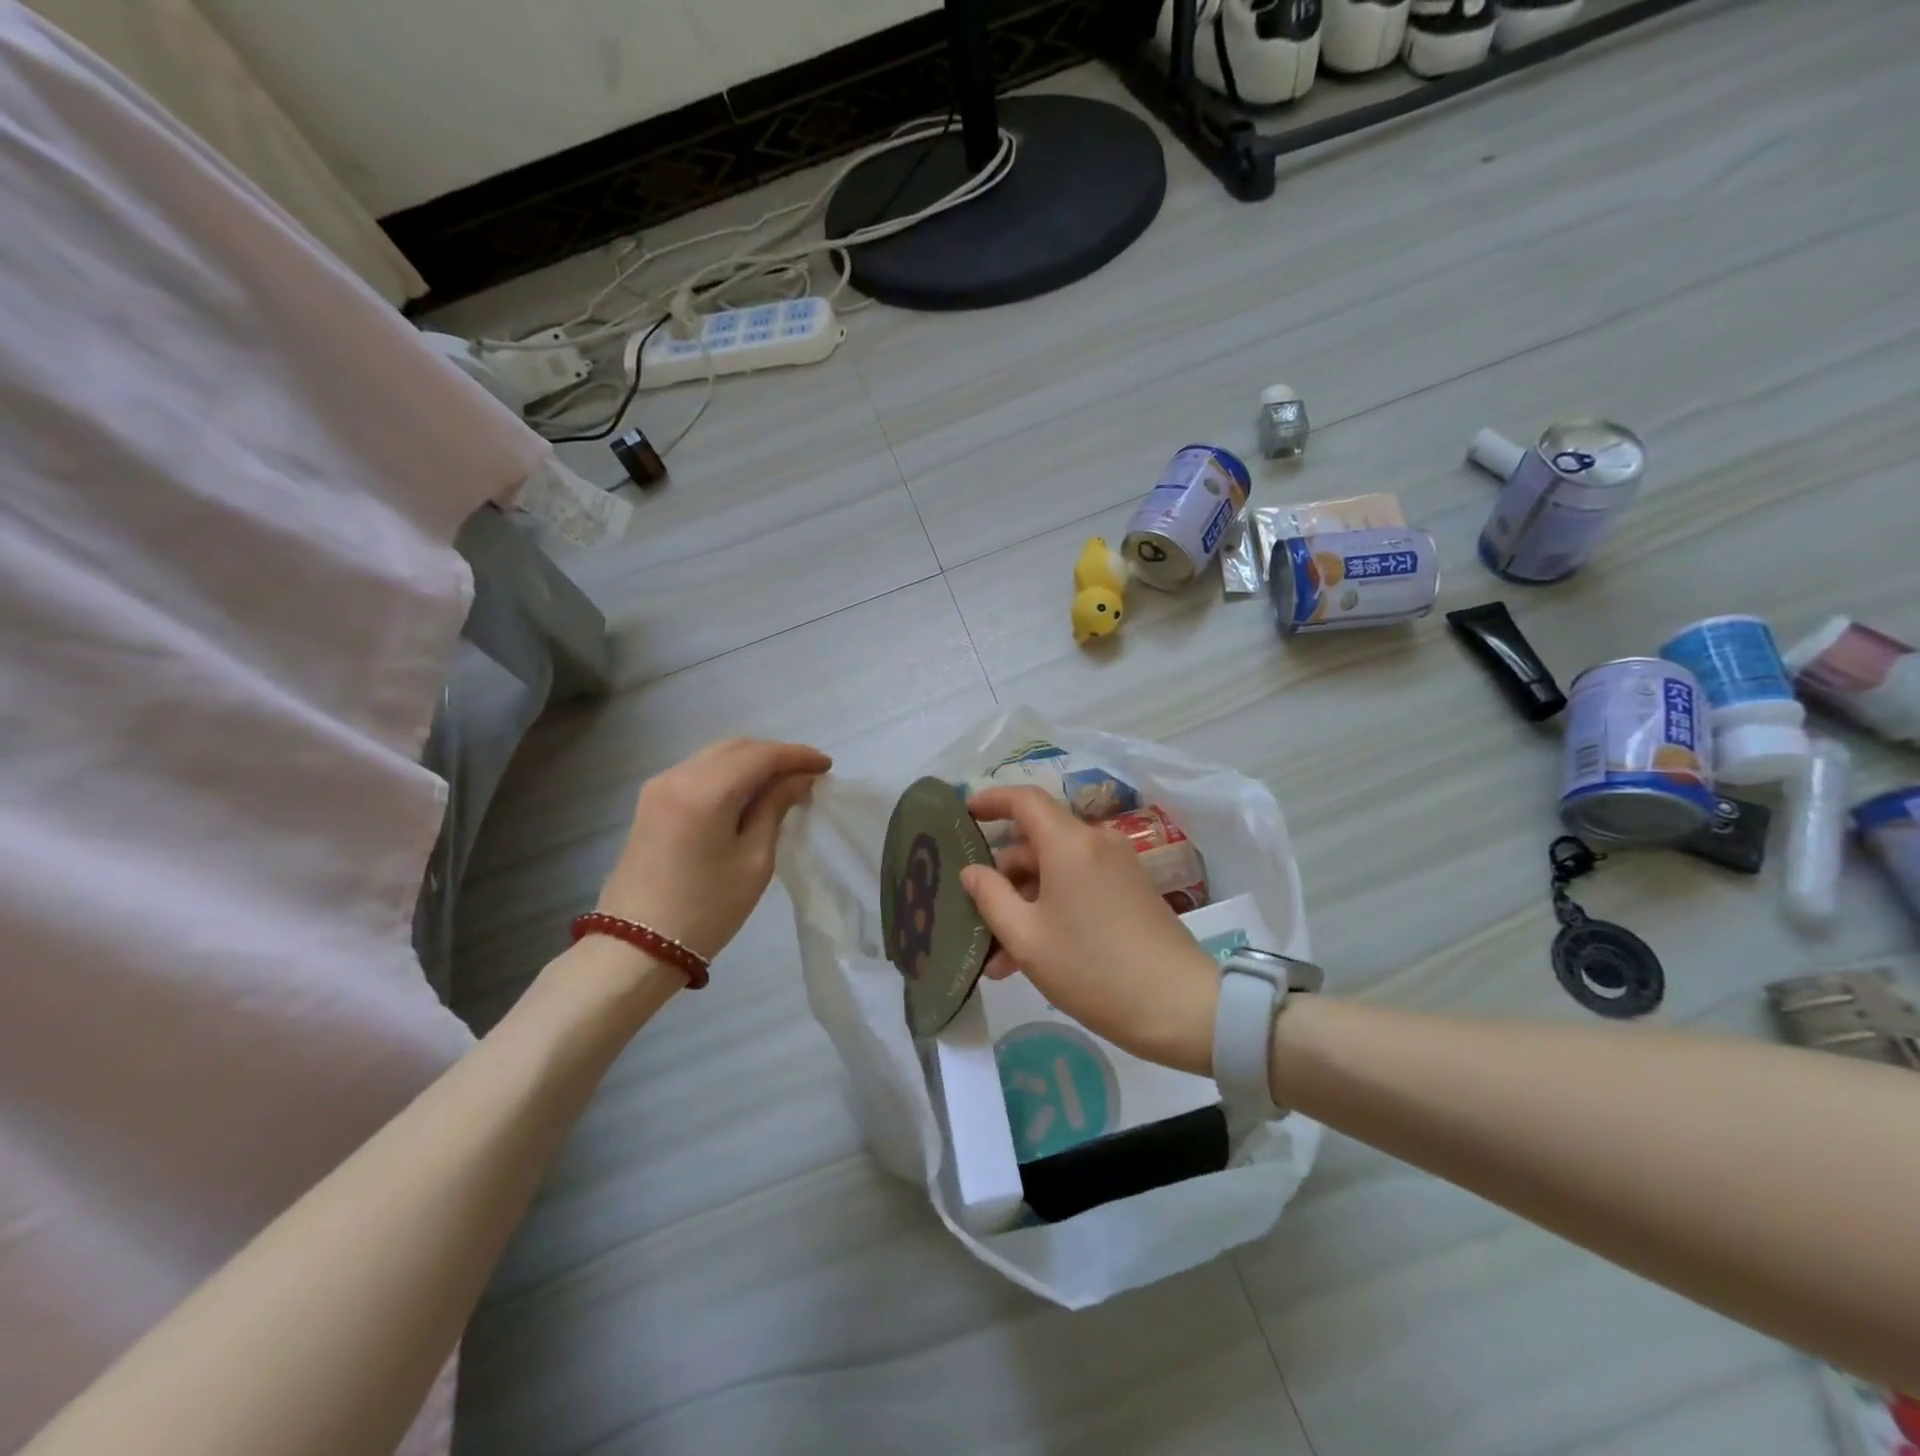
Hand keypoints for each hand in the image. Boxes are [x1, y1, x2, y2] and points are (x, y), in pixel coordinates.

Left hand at [597, 739, 831, 960]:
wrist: (635, 948)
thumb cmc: (705, 909)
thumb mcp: (754, 861)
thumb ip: (775, 809)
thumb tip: (798, 779)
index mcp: (706, 791)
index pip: (762, 755)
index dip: (798, 756)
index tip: (826, 767)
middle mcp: (678, 776)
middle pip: (737, 747)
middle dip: (775, 756)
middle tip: (806, 776)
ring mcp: (659, 786)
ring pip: (716, 756)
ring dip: (751, 762)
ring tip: (781, 785)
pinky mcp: (651, 801)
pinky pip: (698, 771)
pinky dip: (728, 773)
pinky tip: (747, 794)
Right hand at [959, 788, 1219, 1075]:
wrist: (1178, 1006)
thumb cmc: (1092, 968)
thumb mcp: (1027, 938)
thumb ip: (991, 897)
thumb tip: (972, 871)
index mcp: (1070, 842)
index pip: (1025, 800)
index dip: (991, 800)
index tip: (964, 812)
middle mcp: (1095, 843)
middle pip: (1037, 843)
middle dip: (1002, 877)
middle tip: (973, 915)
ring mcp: (1117, 867)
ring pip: (1055, 872)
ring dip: (1024, 904)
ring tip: (998, 958)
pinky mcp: (1129, 891)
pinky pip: (1078, 887)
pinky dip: (1051, 909)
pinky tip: (1030, 957)